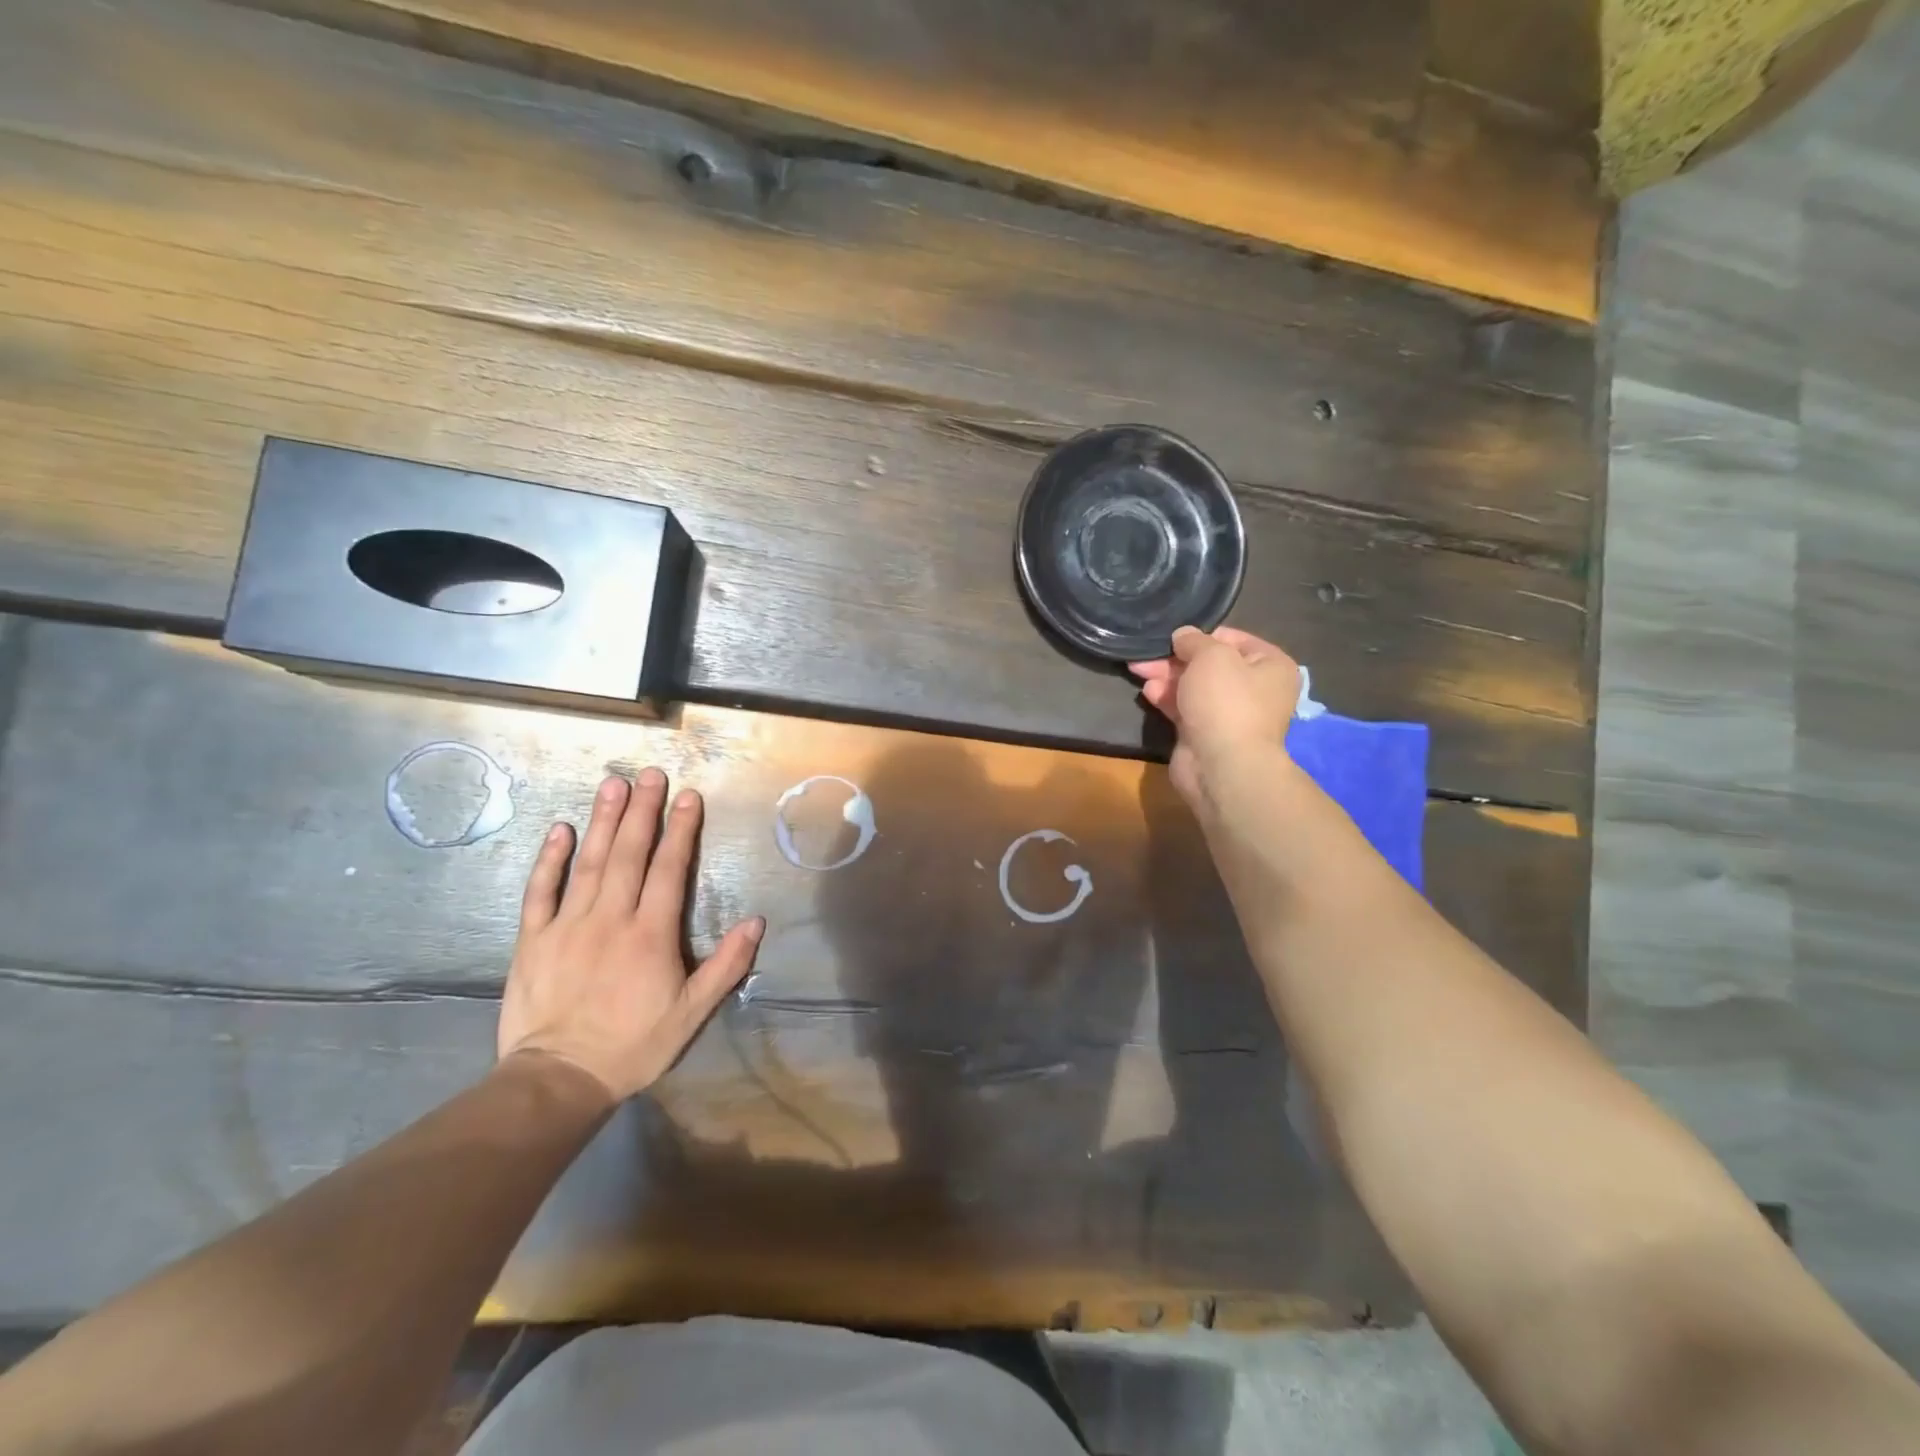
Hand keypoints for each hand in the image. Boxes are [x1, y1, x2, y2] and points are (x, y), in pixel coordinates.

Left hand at [499, 770, 763, 1100]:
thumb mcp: (692, 1013)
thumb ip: (726, 966)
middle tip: (650, 774)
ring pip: (589, 863)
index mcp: (651, 934)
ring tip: (612, 784)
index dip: (681, 830)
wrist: (559, 1079)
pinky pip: (540, 891)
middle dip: (643, 811)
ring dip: (603, 821)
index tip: (687, 796)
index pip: (669, 870)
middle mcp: (611, 918)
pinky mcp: (533, 939)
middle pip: (630, 854)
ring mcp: (568, 925)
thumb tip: (756, 922)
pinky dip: (549, 859)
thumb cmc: (634, 1045)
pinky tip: (560, 830)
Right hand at [1130, 626, 1301, 809]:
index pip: (1233, 639)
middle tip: (1146, 655)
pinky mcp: (1206, 734)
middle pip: (1209, 665)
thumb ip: (1194, 640)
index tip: (1174, 636)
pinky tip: (1148, 691)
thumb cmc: (1226, 701)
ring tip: (1139, 670)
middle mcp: (1255, 689)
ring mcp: (1230, 715)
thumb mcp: (1210, 656)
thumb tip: (1183, 635)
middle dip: (1176, 659)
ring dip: (1167, 677)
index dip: (1202, 636)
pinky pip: (1185, 709)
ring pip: (1194, 687)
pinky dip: (1167, 698)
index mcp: (1270, 666)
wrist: (1222, 766)